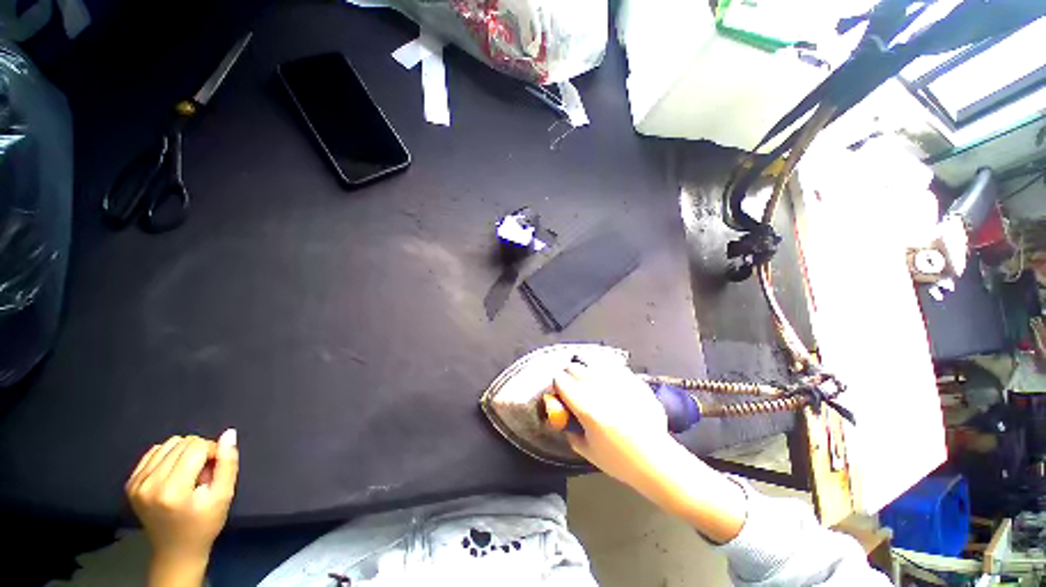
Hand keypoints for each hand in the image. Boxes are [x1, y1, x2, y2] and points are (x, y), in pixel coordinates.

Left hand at [126, 430, 238, 579]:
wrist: (176, 551)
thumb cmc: (204, 524)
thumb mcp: (224, 495)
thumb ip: (227, 463)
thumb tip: (229, 434)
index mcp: (173, 490)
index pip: (197, 447)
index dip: (213, 451)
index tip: (217, 468)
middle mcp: (150, 483)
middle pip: (181, 443)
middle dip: (198, 452)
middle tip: (203, 474)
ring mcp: (136, 483)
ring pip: (167, 444)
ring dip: (183, 453)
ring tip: (189, 474)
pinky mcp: (131, 483)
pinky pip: (153, 452)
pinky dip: (168, 456)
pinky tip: (174, 473)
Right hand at [553, 362, 673, 487]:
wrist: (657, 461)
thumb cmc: (620, 461)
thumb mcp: (587, 451)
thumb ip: (570, 432)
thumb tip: (563, 417)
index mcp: (587, 409)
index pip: (562, 381)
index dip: (556, 383)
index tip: (557, 388)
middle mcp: (601, 391)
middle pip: (575, 368)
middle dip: (568, 374)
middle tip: (570, 382)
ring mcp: (619, 384)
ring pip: (593, 363)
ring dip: (585, 368)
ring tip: (586, 376)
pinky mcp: (633, 381)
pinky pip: (613, 366)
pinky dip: (604, 368)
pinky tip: (605, 376)